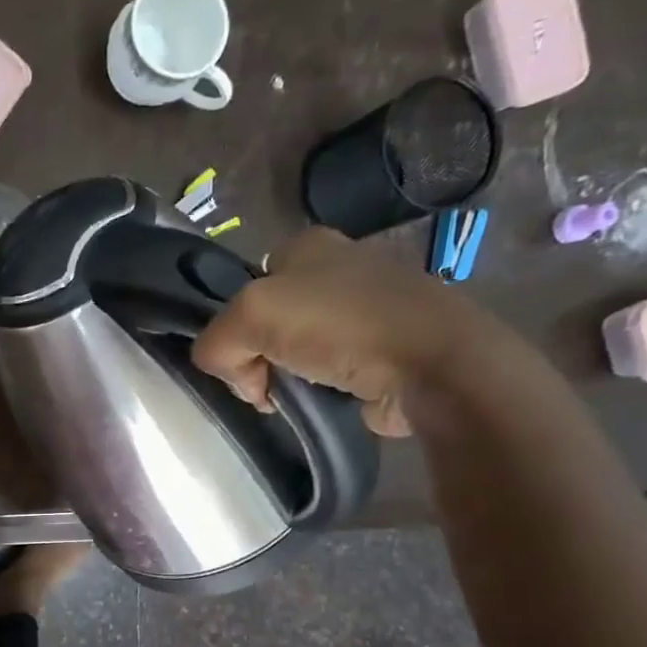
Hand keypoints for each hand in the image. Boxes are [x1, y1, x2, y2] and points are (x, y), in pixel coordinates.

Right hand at [191, 227, 496, 437]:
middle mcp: (335, 268)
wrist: (431, 365)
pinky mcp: (381, 347)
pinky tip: (324, 401)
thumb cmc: (339, 326)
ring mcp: (362, 309)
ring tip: (298, 397)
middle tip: (266, 384)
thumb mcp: (250, 317)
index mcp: (304, 245)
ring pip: (293, 349)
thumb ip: (216, 342)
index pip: (242, 288)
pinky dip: (317, 390)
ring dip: (285, 377)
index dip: (232, 327)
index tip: (241, 357)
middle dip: (257, 357)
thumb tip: (237, 377)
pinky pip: (326, 371)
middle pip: (265, 323)